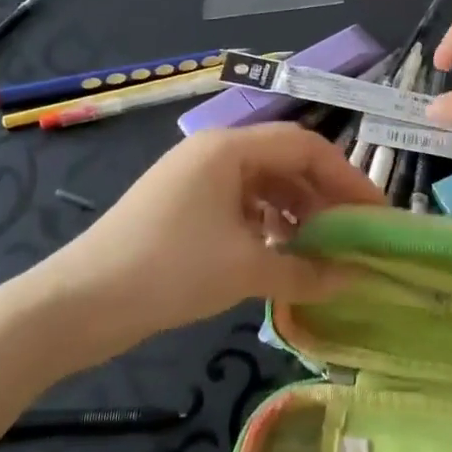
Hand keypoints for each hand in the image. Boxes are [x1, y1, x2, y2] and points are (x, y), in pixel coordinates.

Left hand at [27, 124, 382, 363]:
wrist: (76, 304)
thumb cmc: (168, 271)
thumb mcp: (245, 269)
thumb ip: (306, 270)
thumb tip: (354, 276)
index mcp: (230, 148)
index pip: (306, 147)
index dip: (347, 177)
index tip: (375, 214)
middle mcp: (215, 152)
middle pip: (286, 162)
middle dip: (324, 197)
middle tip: (354, 234)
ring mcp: (195, 178)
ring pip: (264, 185)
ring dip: (297, 213)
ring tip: (322, 250)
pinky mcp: (183, 206)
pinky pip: (240, 205)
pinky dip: (267, 225)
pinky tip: (280, 255)